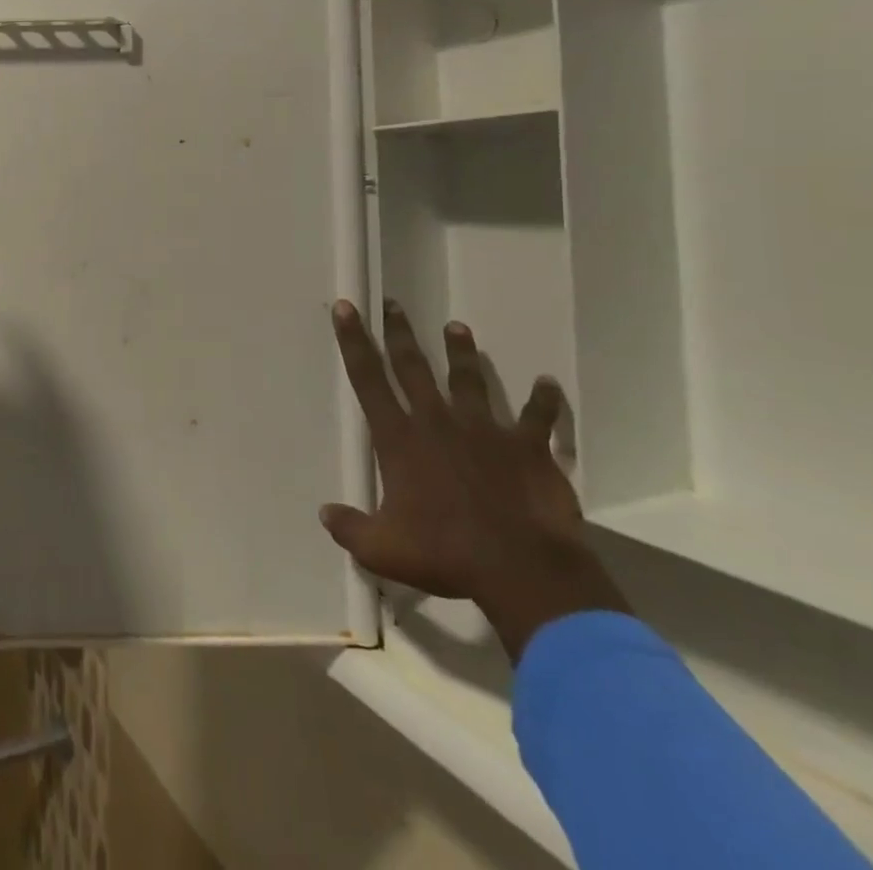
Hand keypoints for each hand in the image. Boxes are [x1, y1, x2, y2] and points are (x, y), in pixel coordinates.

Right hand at [319, 300, 629, 660]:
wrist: (520, 568)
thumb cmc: (445, 554)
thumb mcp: (383, 550)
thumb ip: (350, 528)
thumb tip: (326, 513)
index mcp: (400, 439)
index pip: (367, 379)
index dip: (353, 341)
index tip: (346, 307)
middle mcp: (437, 422)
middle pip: (413, 367)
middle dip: (400, 333)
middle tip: (393, 304)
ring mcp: (485, 430)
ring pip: (469, 379)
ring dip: (462, 353)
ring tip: (456, 327)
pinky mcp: (527, 447)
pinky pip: (538, 417)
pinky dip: (543, 401)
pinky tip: (547, 383)